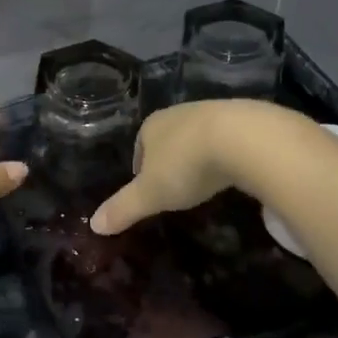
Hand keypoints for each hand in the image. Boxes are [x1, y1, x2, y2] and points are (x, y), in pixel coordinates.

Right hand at [91, 101, 303, 235]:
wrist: (244, 138)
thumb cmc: (186, 165)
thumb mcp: (150, 194)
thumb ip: (123, 208)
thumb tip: (93, 225)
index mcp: (151, 126)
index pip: (139, 147)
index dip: (141, 169)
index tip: (149, 190)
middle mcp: (179, 113)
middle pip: (169, 140)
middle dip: (170, 161)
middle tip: (177, 188)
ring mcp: (213, 112)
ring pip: (199, 137)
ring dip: (200, 156)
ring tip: (206, 181)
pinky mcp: (244, 118)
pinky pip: (228, 138)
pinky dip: (227, 153)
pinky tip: (233, 170)